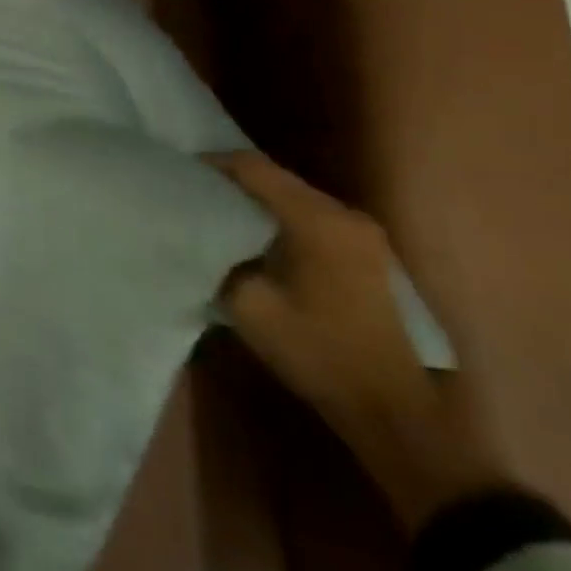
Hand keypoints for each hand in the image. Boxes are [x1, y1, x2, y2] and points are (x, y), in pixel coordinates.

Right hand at [212, 152, 508, 528]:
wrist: (390, 406)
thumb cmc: (316, 351)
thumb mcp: (248, 304)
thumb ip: (221, 256)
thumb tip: (203, 234)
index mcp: (316, 220)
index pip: (254, 168)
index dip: (214, 163)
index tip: (179, 170)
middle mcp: (344, 214)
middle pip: (277, 177)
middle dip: (233, 179)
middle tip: (194, 190)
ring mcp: (361, 232)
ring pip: (295, 196)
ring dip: (257, 198)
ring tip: (217, 210)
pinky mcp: (367, 252)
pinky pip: (312, 216)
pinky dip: (279, 216)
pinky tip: (256, 235)